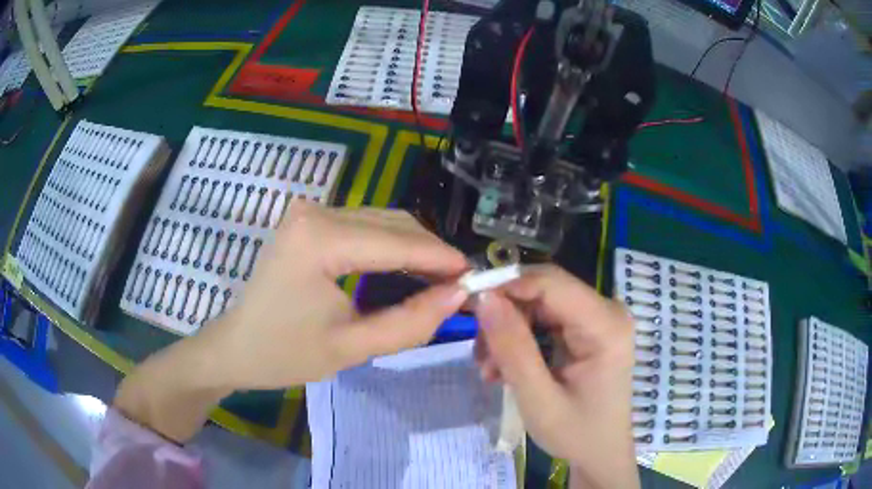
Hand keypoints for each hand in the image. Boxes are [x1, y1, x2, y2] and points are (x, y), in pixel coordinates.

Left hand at [115, 203, 468, 441]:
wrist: (236, 347)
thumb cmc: (285, 354)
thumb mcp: (352, 347)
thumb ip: (410, 321)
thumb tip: (458, 295)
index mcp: (319, 239)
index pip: (397, 241)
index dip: (441, 258)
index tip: (475, 277)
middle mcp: (315, 211)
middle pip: (392, 223)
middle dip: (430, 252)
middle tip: (458, 286)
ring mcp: (309, 211)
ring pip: (381, 221)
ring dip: (413, 248)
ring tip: (438, 280)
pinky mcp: (308, 220)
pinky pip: (363, 226)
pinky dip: (390, 246)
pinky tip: (405, 269)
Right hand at [473, 265, 638, 488]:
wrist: (600, 453)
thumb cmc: (576, 433)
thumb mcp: (538, 399)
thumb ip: (513, 349)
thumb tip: (484, 298)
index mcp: (606, 326)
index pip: (550, 283)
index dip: (507, 286)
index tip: (470, 307)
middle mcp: (607, 311)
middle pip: (544, 291)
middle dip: (505, 316)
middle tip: (480, 355)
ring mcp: (598, 319)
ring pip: (539, 304)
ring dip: (509, 330)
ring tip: (490, 369)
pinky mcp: (588, 329)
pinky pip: (545, 319)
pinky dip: (521, 339)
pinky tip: (506, 367)